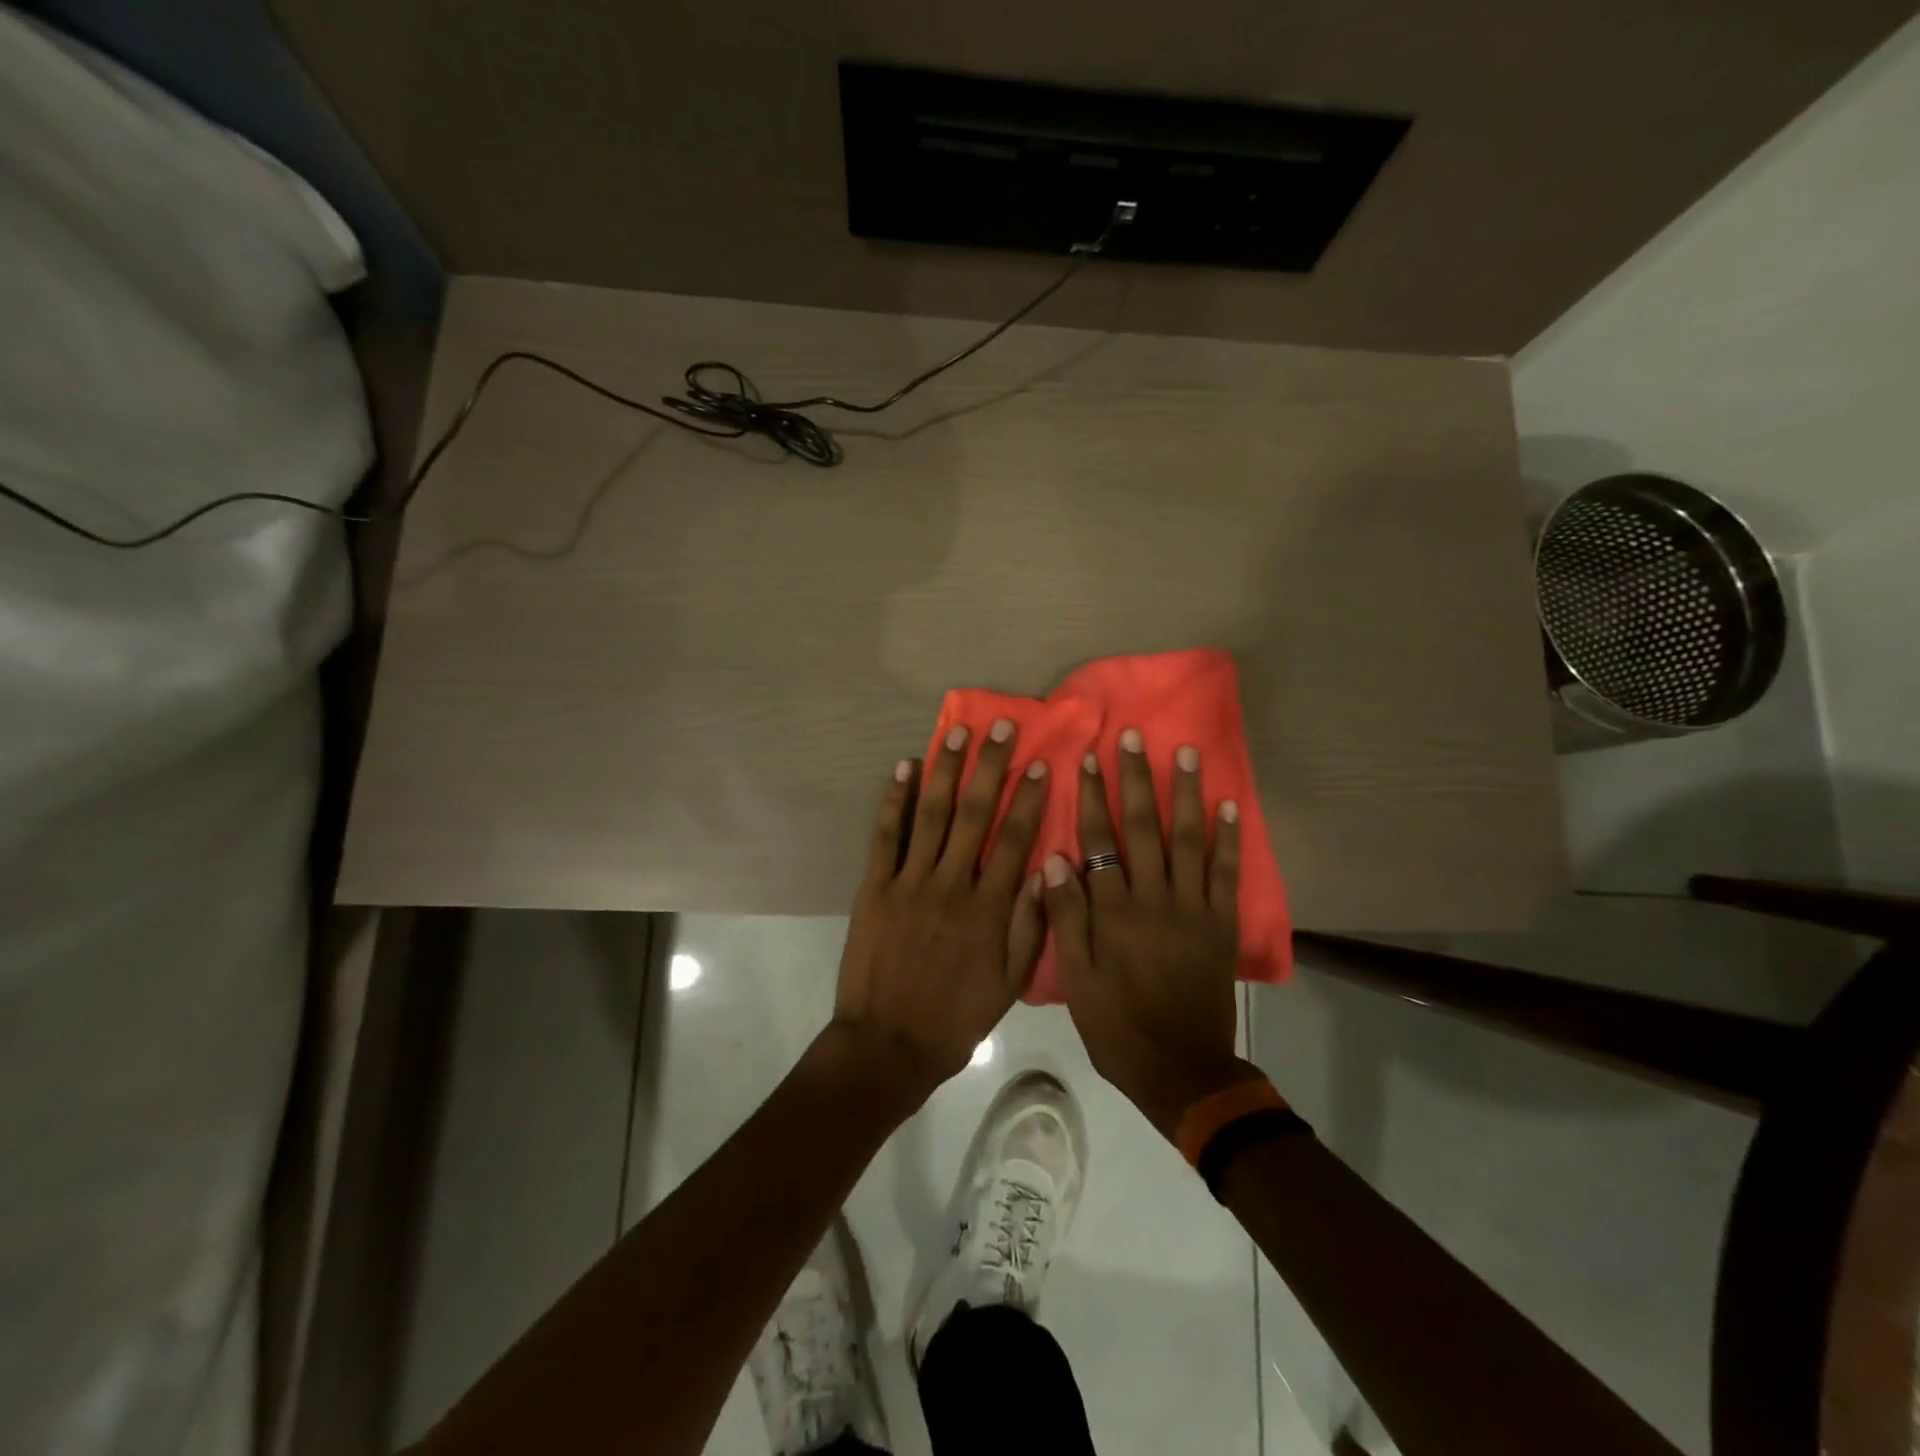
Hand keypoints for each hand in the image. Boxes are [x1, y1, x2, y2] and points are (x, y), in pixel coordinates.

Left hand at [829, 718, 1048, 1109]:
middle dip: (990, 765)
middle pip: (975, 813)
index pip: (1014, 839)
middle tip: (1001, 726)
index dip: (1029, 798)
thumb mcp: (1010, 983)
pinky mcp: (874, 887)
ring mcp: (909, 882)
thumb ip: (1031, 925)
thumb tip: (1049, 868)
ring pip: (932, 814)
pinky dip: (894, 800)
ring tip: (957, 732)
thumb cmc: (956, 1017)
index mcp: (989, 908)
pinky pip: (886, 836)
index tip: (1040, 762)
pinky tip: (904, 767)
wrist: (888, 1044)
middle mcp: (951, 884)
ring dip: (945, 769)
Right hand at [1042, 730, 1254, 1139]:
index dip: (1094, 798)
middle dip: (1137, 779)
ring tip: (1184, 753)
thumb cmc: (1117, 1026)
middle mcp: (1155, 899)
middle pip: (1143, 828)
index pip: (1100, 841)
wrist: (1181, 1069)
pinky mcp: (1221, 925)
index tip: (1091, 759)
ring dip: (1185, 794)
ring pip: (1189, 840)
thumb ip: (1066, 918)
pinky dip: (1229, 839)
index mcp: (1114, 912)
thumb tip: (1056, 859)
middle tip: (1135, 737)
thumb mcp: (1077, 979)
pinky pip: (1227, 874)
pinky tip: (1230, 806)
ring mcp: (1193, 910)